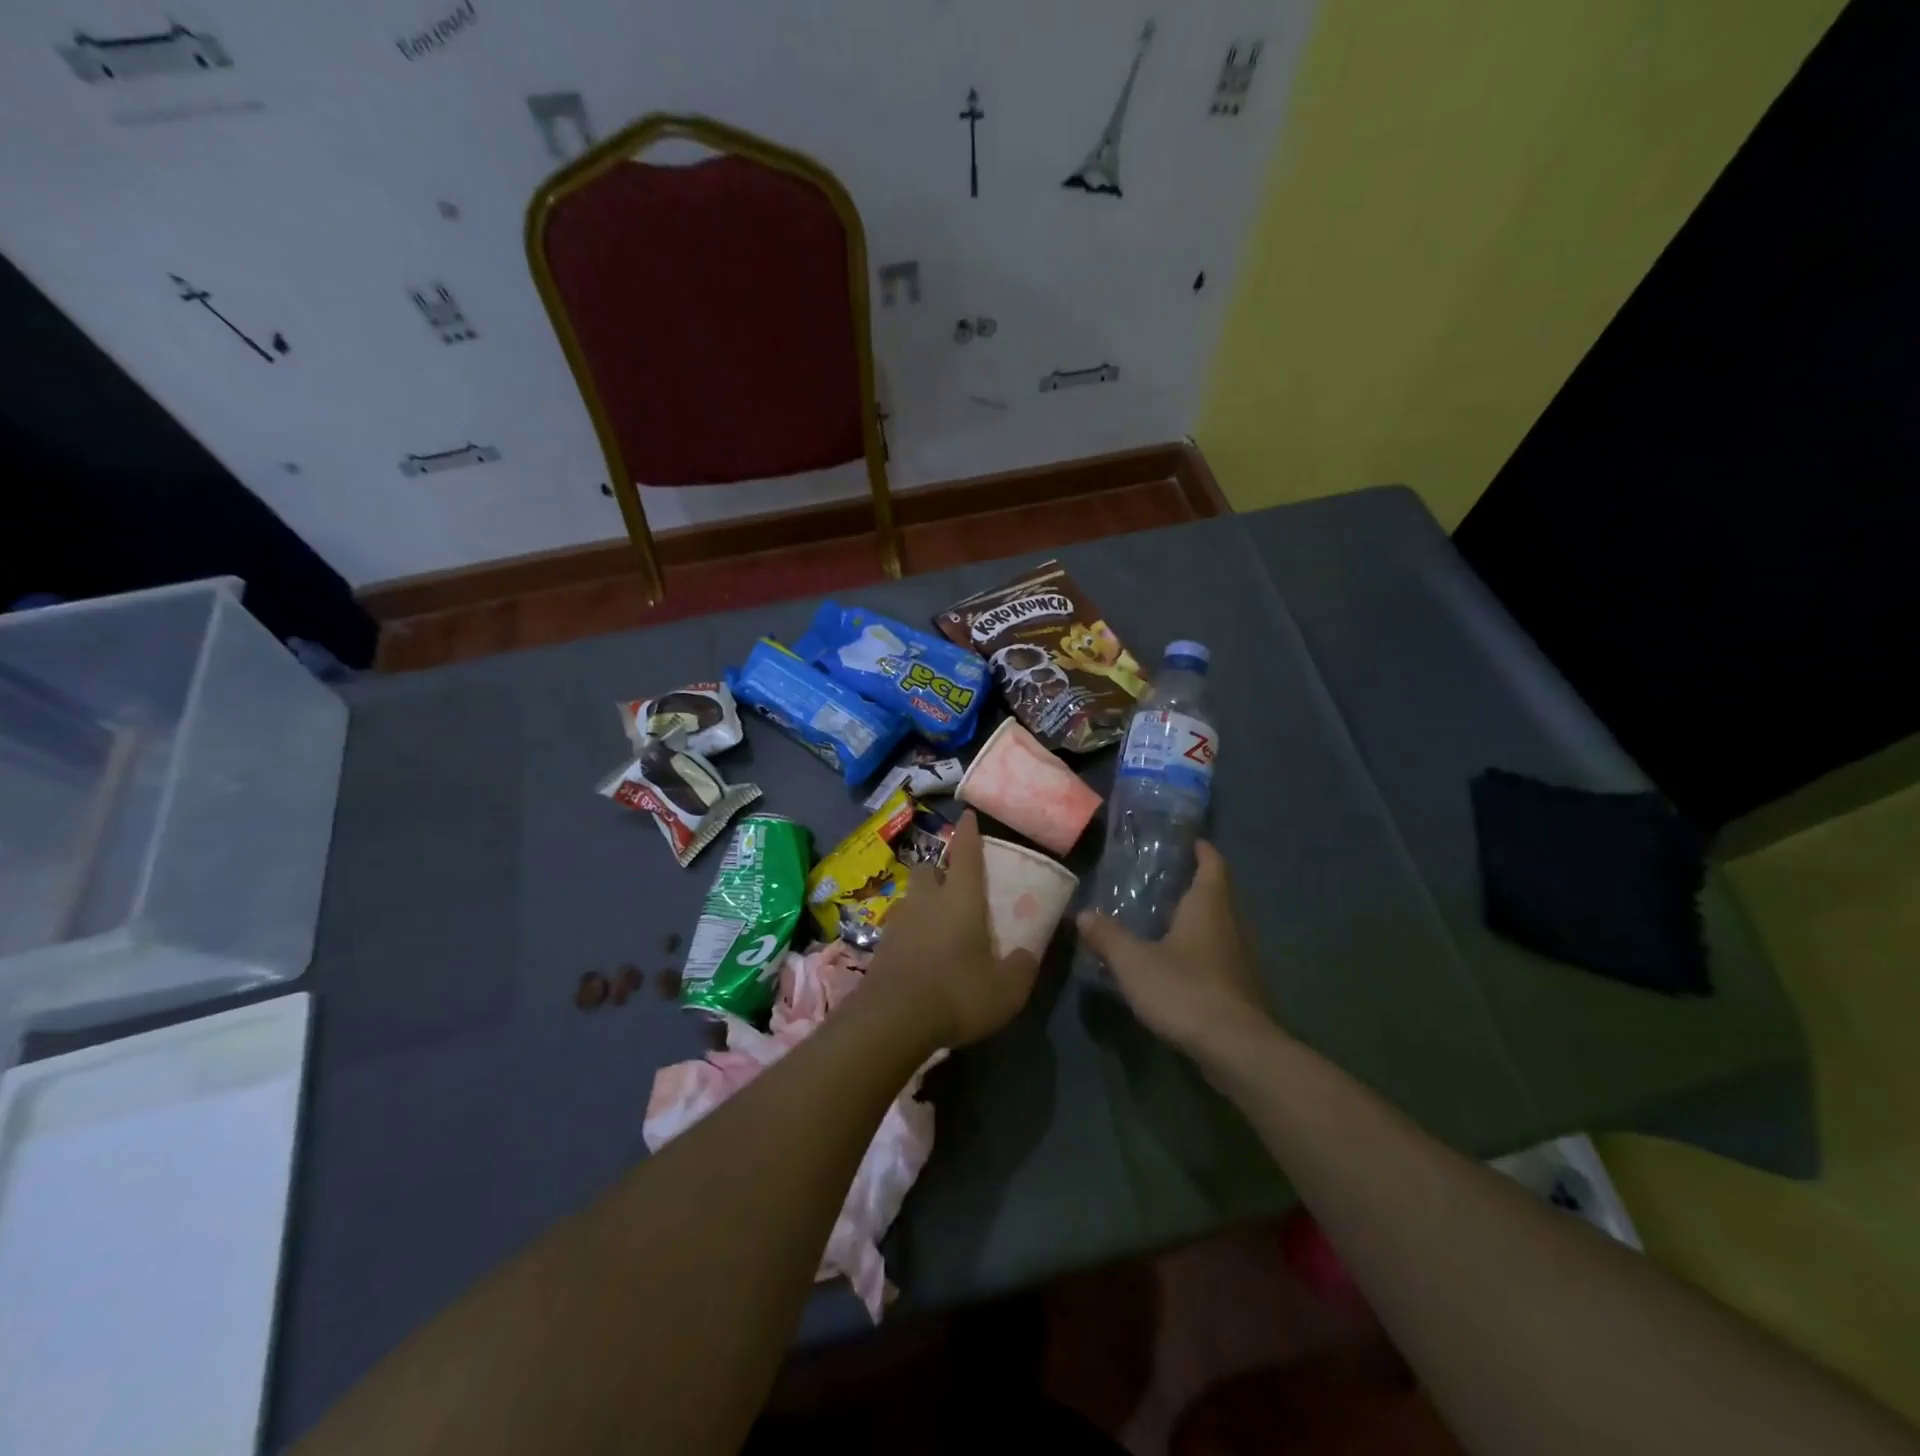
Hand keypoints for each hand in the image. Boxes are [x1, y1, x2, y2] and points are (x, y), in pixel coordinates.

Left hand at [868, 811, 1041, 1048]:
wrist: (892, 1020)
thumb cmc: (957, 994)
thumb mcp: (1006, 990)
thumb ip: (1021, 967)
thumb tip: (1025, 955)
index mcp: (961, 899)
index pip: (966, 853)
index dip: (969, 833)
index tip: (968, 816)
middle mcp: (927, 900)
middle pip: (929, 868)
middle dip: (940, 869)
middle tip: (954, 884)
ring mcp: (899, 921)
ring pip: (911, 896)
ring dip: (924, 900)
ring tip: (938, 922)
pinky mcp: (881, 946)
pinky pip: (899, 926)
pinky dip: (911, 930)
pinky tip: (921, 952)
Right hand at [1075, 843, 1275, 1061]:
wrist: (1236, 1049)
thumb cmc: (1185, 990)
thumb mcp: (1134, 962)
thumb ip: (1108, 936)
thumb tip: (1084, 914)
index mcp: (1208, 906)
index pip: (1213, 865)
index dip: (1202, 850)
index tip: (1189, 841)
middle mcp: (1230, 925)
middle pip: (1217, 894)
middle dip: (1195, 884)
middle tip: (1163, 880)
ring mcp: (1239, 958)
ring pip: (1219, 926)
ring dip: (1197, 919)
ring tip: (1163, 919)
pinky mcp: (1239, 988)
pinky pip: (1218, 955)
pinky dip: (1199, 950)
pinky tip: (1176, 963)